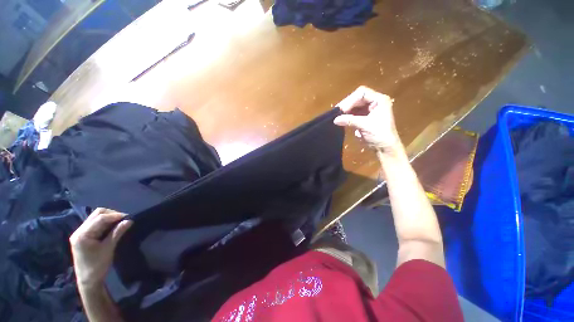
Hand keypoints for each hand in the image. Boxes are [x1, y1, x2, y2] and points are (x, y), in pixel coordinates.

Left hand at [70, 208, 132, 288]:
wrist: (88, 280)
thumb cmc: (98, 266)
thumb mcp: (108, 249)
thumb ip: (117, 233)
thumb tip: (129, 220)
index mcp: (83, 234)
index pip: (100, 218)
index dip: (115, 216)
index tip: (128, 218)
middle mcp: (79, 230)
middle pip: (97, 214)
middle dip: (112, 214)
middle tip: (124, 220)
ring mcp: (80, 233)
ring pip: (95, 217)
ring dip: (108, 217)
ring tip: (119, 223)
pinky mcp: (82, 235)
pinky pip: (94, 223)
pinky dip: (104, 222)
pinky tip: (111, 227)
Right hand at [333, 86, 400, 152]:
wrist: (385, 148)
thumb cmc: (380, 135)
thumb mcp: (365, 126)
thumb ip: (350, 120)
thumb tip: (335, 119)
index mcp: (379, 100)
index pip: (362, 93)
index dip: (351, 100)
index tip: (342, 110)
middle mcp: (374, 103)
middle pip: (357, 99)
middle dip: (347, 105)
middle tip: (337, 113)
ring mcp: (369, 110)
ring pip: (354, 106)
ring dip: (346, 111)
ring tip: (338, 116)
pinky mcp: (364, 118)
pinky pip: (354, 114)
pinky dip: (348, 116)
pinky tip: (342, 120)